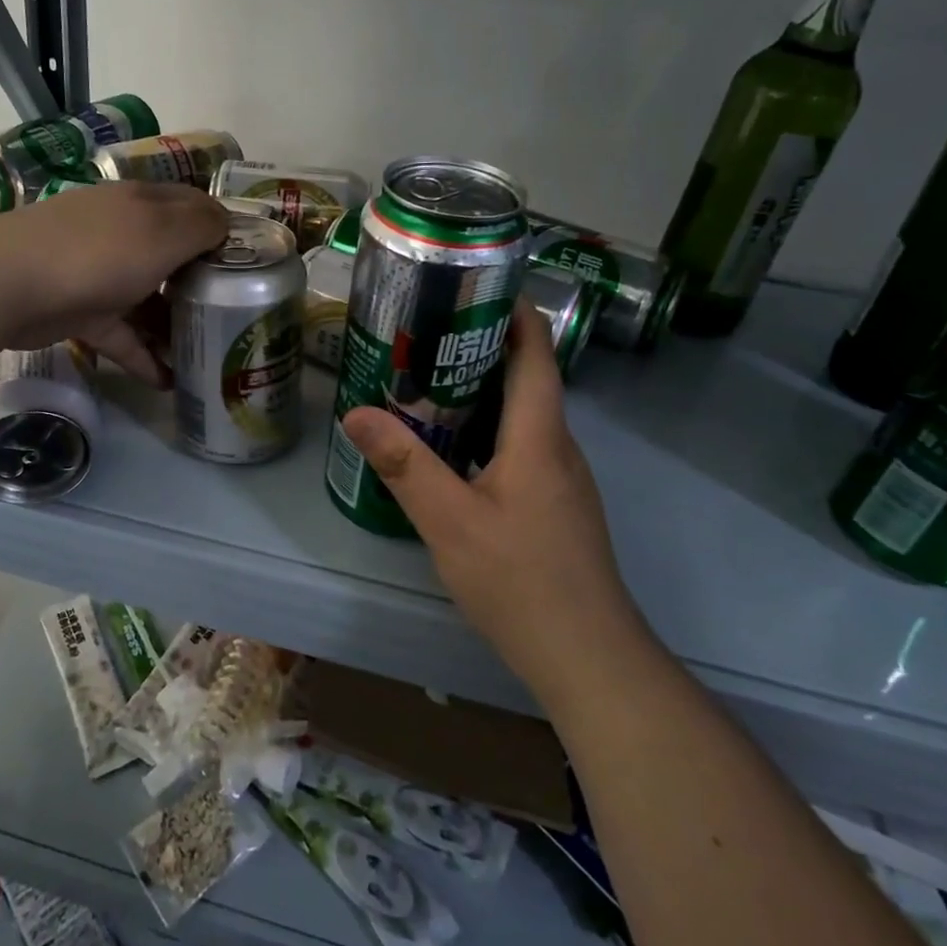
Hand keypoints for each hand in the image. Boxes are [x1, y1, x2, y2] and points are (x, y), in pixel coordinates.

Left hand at [0, 182, 227, 382]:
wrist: (9, 284)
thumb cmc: (99, 252)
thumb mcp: (163, 232)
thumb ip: (202, 225)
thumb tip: (224, 224)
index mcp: (142, 204)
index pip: (191, 206)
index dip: (221, 228)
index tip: (249, 261)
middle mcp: (121, 232)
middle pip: (171, 255)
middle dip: (201, 282)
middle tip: (233, 312)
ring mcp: (98, 272)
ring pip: (147, 298)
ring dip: (173, 326)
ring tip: (205, 355)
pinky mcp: (80, 311)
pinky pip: (121, 334)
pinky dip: (142, 356)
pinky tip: (168, 383)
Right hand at [339, 303, 638, 695]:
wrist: (589, 659)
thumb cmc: (521, 581)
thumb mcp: (450, 521)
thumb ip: (404, 465)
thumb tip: (357, 412)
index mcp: (539, 436)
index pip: (536, 353)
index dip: (513, 312)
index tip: (473, 286)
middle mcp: (559, 447)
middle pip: (529, 378)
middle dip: (484, 347)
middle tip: (426, 333)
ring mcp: (563, 479)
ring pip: (525, 416)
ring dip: (485, 390)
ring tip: (429, 382)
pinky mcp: (558, 507)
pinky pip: (524, 446)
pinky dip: (490, 429)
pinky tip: (454, 449)